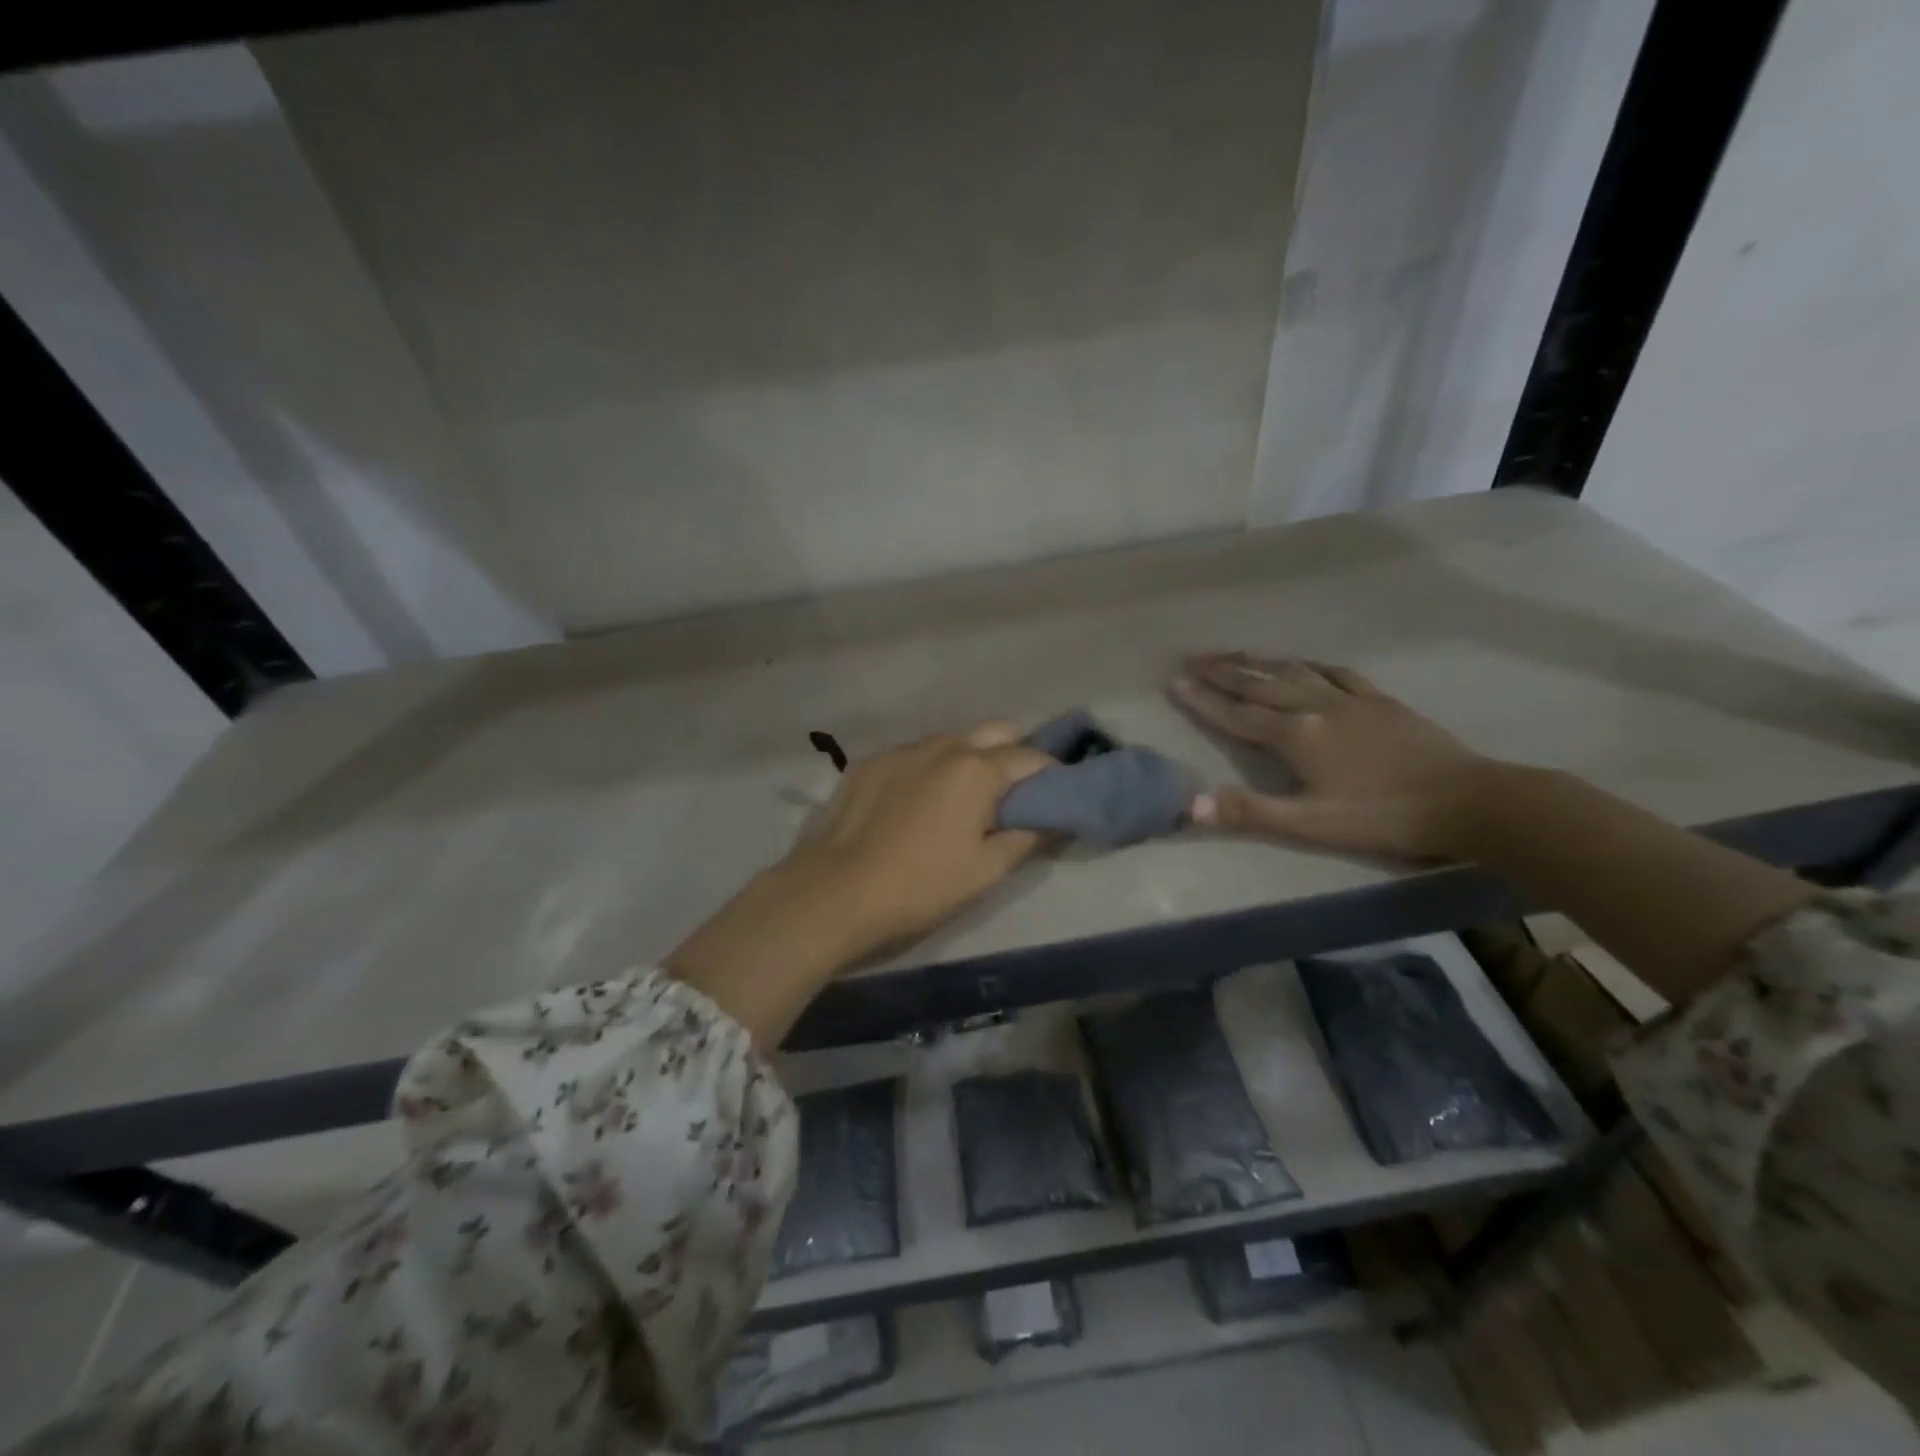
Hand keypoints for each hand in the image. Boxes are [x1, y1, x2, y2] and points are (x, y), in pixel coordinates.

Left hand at [785, 724, 1054, 953]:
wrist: (833, 892)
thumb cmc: (920, 886)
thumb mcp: (985, 871)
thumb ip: (1026, 838)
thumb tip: (1052, 820)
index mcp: (976, 769)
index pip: (1031, 757)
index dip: (1051, 773)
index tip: (1057, 792)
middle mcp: (942, 745)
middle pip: (994, 731)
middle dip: (1013, 752)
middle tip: (1013, 791)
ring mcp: (901, 749)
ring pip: (950, 740)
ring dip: (968, 758)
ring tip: (962, 796)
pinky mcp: (868, 762)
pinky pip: (913, 754)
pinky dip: (928, 768)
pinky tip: (915, 801)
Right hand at [1169, 653, 1489, 859]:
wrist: (1466, 800)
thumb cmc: (1382, 816)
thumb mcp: (1310, 824)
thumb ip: (1251, 812)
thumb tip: (1191, 804)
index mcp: (1296, 736)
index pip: (1237, 714)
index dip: (1204, 700)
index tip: (1174, 682)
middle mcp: (1316, 707)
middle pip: (1260, 684)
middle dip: (1223, 671)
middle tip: (1193, 658)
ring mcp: (1350, 699)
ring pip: (1294, 671)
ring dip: (1260, 661)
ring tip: (1235, 653)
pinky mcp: (1380, 700)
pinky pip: (1336, 672)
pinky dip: (1311, 664)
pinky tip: (1304, 662)